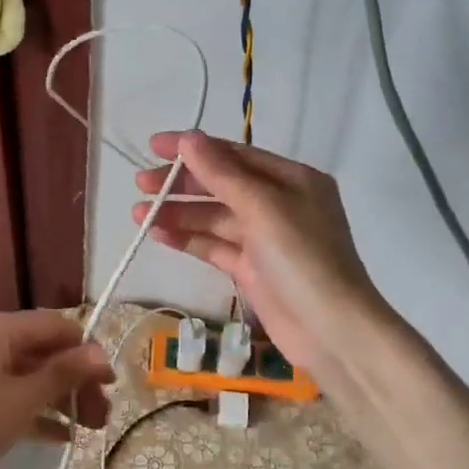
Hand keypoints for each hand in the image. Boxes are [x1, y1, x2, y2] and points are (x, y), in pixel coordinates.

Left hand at [0, 311, 110, 468]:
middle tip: (101, 418)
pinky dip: (31, 407)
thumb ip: (63, 374)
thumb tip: (101, 354)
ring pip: (26, 373)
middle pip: (42, 351)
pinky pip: (6, 390)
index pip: (56, 326)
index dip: (87, 353)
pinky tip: (57, 436)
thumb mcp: (22, 401)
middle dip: (75, 382)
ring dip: (58, 398)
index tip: (110, 386)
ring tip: (85, 431)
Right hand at [133, 131, 389, 379]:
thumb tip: (188, 138)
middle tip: (141, 183)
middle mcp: (279, 203)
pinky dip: (188, 239)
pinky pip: (214, 246)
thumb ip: (222, 174)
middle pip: (221, 185)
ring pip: (214, 217)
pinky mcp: (252, 269)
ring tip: (138, 214)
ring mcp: (265, 239)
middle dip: (181, 183)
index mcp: (292, 179)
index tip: (154, 146)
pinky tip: (158, 234)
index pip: (235, 154)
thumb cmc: (302, 258)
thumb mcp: (263, 207)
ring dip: (179, 213)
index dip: (193, 148)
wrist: (330, 330)